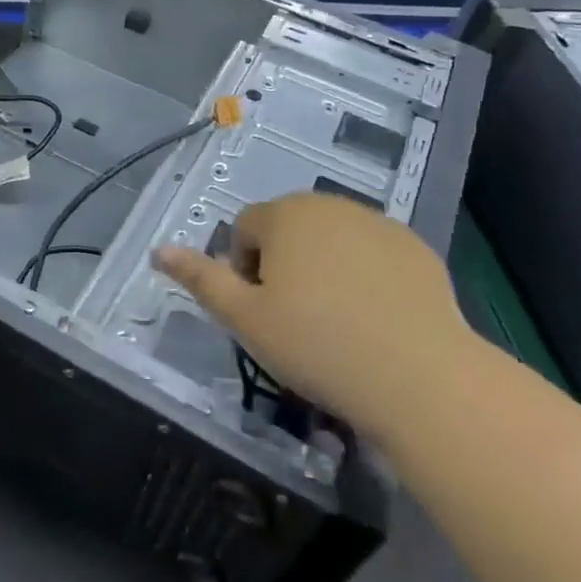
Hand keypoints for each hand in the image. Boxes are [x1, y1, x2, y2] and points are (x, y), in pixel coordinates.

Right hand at [152, 192, 477, 425]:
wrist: (421, 377)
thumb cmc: (317, 345)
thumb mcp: (246, 319)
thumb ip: (200, 279)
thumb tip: (158, 250)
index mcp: (285, 214)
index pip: (245, 228)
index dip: (244, 271)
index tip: (262, 314)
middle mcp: (330, 204)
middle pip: (289, 229)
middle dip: (283, 265)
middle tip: (295, 320)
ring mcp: (379, 223)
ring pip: (332, 240)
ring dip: (324, 268)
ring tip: (337, 323)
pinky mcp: (416, 248)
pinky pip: (373, 254)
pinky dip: (366, 276)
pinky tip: (376, 320)